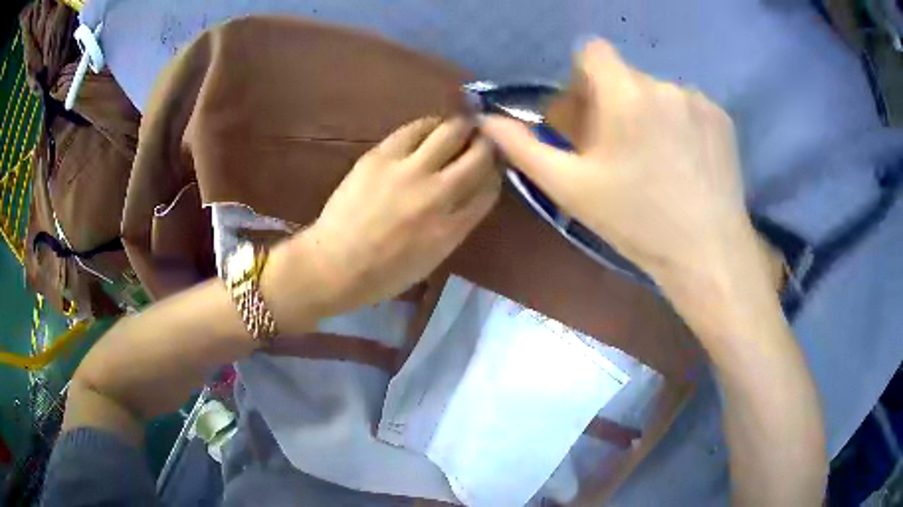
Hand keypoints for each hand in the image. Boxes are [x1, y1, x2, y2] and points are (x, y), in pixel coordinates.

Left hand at [283, 117, 499, 317]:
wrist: (334, 265)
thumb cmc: (383, 273)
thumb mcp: (433, 258)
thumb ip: (457, 224)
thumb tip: (470, 192)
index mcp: (453, 227)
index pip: (490, 187)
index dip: (497, 171)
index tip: (494, 165)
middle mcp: (438, 194)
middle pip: (480, 155)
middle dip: (488, 143)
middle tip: (484, 138)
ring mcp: (409, 171)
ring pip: (451, 131)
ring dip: (463, 126)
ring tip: (461, 126)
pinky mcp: (381, 156)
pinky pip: (415, 128)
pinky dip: (429, 125)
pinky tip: (430, 128)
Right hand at [481, 40, 768, 301]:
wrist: (707, 253)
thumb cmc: (636, 222)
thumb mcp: (570, 188)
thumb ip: (524, 148)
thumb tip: (486, 120)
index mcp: (625, 94)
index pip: (592, 51)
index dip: (583, 77)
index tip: (589, 114)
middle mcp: (664, 84)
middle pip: (626, 76)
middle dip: (614, 102)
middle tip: (620, 150)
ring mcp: (698, 100)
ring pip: (658, 93)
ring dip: (648, 114)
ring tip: (657, 161)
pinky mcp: (722, 118)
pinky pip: (688, 107)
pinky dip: (680, 124)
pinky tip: (685, 162)